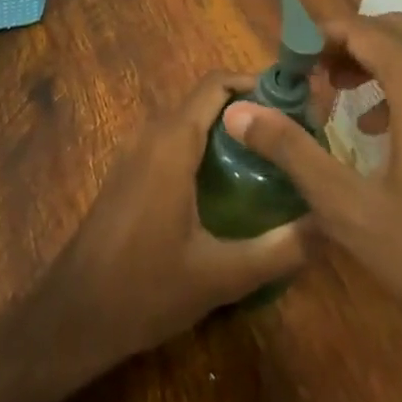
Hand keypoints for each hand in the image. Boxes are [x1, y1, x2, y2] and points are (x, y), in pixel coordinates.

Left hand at [37, 73, 309, 378]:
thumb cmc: (144, 289)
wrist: (71, 317)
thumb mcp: (221, 275)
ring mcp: (134, 155)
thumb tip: (330, 225)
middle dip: (250, 111)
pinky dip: (206, 150)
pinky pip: (174, 144)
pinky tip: (232, 189)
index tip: (296, 105)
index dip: (257, 84)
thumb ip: (279, 249)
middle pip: (206, 101)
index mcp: (172, 143)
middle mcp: (151, 136)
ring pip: (190, 123)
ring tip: (273, 161)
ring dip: (229, 132)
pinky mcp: (128, 176)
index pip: (216, 85)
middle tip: (295, 137)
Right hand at [222, 14, 401, 370]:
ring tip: (339, 95)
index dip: (317, 37)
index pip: (361, 30)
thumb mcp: (348, 206)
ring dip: (378, 60)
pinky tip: (382, 130)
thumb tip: (238, 112)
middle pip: (394, 30)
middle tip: (310, 74)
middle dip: (348, 43)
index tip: (285, 61)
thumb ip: (292, 150)